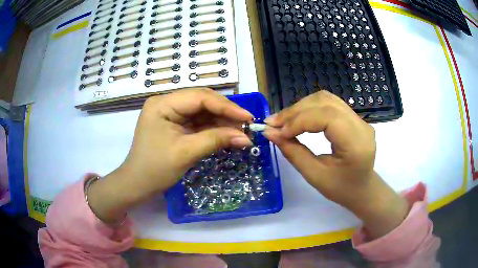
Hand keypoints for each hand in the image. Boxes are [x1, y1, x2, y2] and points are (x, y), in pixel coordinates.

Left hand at [88, 89, 252, 223]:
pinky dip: (213, 128)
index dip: (226, 106)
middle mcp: (166, 103)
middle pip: (202, 101)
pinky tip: (227, 134)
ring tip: (241, 132)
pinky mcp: (175, 124)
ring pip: (203, 111)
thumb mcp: (186, 153)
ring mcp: (171, 113)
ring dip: (222, 121)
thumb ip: (216, 140)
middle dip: (226, 113)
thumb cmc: (155, 169)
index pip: (200, 97)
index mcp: (163, 104)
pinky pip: (198, 122)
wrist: (137, 184)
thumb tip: (246, 137)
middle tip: (247, 126)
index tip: (248, 117)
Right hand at [264, 91, 408, 238]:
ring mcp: (359, 119)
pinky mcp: (354, 117)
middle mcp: (361, 125)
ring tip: (283, 121)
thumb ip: (293, 153)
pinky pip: (329, 104)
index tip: (277, 131)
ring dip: (301, 107)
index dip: (299, 120)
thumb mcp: (315, 176)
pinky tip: (298, 118)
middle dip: (296, 111)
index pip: (327, 117)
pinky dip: (309, 108)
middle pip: (325, 103)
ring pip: (326, 99)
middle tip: (273, 123)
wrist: (362, 189)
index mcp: (356, 144)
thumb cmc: (341, 189)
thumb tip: (270, 133)